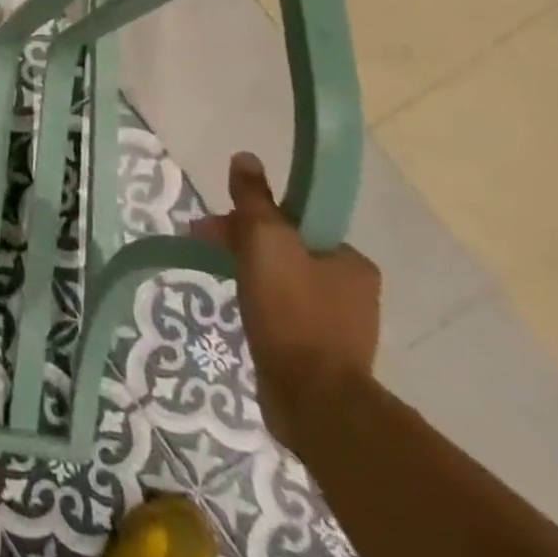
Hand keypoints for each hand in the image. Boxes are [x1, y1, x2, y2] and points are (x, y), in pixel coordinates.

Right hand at [191, 153, 380, 450]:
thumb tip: (245, 157)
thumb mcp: (266, 241)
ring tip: (219, 283)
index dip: (250, 217)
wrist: (313, 399)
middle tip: (204, 249)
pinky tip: (242, 314)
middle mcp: (353, 290)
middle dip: (242, 245)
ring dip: (249, 276)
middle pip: (287, 251)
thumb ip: (254, 199)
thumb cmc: (291, 311)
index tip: (214, 227)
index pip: (294, 223)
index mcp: (351, 260)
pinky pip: (285, 315)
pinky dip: (260, 307)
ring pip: (283, 283)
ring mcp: (340, 326)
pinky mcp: (322, 355)